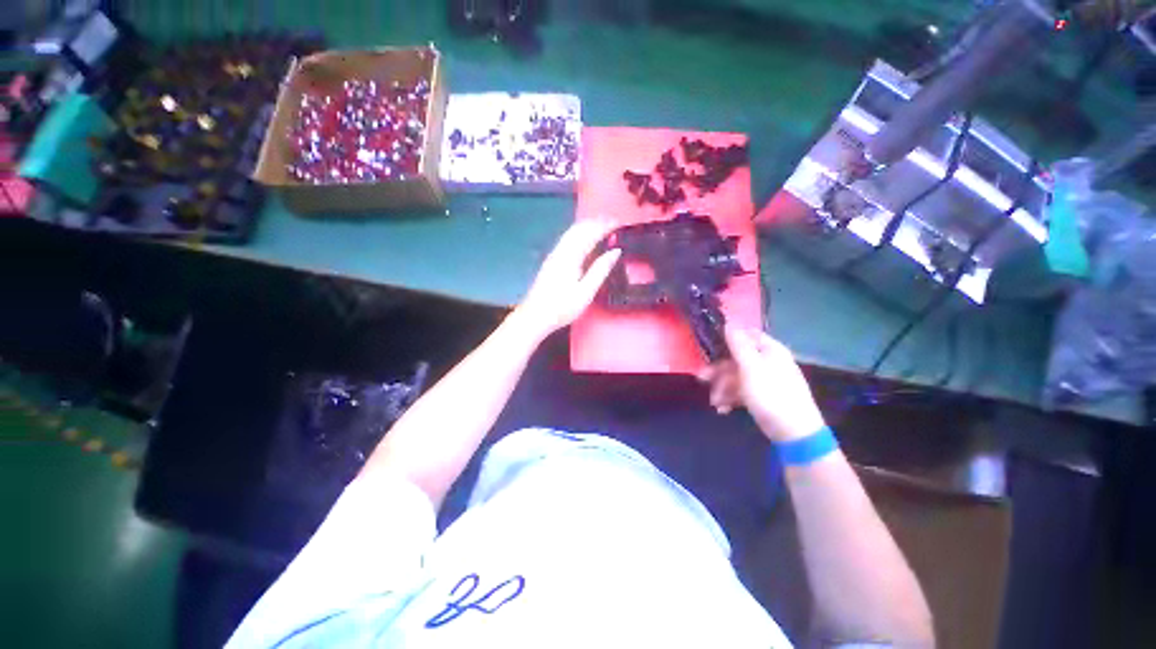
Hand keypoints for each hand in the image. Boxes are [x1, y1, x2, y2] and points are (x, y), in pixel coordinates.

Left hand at [517, 219, 621, 337]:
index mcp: (570, 256)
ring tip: (602, 226)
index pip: (589, 233)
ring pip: (571, 232)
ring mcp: (554, 255)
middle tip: (613, 221)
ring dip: (587, 226)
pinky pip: (567, 240)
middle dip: (596, 222)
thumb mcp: (585, 292)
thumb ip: (600, 270)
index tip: (619, 222)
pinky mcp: (551, 261)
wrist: (534, 317)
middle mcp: (560, 251)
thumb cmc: (561, 307)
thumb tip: (616, 251)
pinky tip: (584, 240)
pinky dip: (580, 234)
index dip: (604, 226)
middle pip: (578, 228)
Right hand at [697, 325, 825, 442]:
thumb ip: (738, 344)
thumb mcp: (751, 367)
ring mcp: (766, 380)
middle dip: (718, 370)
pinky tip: (723, 409)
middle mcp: (768, 362)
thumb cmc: (770, 394)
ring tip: (715, 402)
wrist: (794, 433)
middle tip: (701, 378)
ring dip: (722, 387)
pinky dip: (731, 398)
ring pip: (737, 376)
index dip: (727, 337)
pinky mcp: (763, 397)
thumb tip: (728, 322)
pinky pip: (742, 391)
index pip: (746, 334)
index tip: (708, 345)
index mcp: (770, 350)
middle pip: (737, 358)